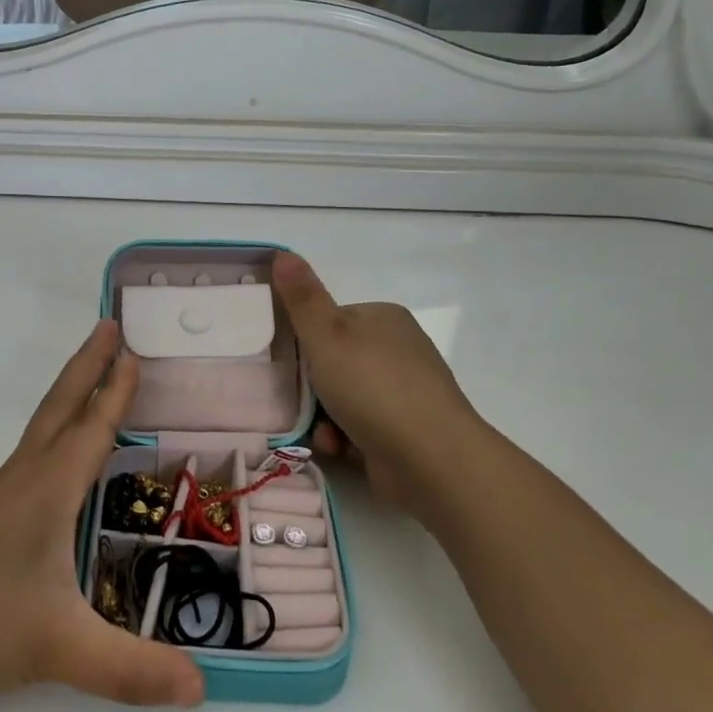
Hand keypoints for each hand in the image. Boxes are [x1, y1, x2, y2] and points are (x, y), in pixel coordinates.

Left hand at [0, 321, 204, 709]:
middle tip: (109, 325)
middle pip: (59, 409)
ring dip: (69, 396)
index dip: (116, 392)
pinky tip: (56, 460)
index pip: (90, 429)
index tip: (133, 350)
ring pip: (41, 431)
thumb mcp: (58, 650)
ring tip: (91, 379)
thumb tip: (202, 687)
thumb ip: (131, 670)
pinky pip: (29, 457)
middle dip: (88, 366)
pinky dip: (53, 433)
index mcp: (45, 492)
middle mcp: (22, 482)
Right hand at [273, 252, 481, 510]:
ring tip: (323, 432)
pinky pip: (359, 427)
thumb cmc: (373, 387)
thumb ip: (302, 298)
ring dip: (324, 418)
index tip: (290, 363)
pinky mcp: (404, 429)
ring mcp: (403, 392)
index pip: (330, 321)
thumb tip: (282, 253)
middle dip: (313, 388)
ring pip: (342, 399)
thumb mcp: (327, 336)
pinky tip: (341, 448)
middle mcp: (397, 350)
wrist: (430, 458)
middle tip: (298, 401)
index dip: (306, 343)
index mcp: (383, 319)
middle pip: (334, 363)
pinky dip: (345, 438)